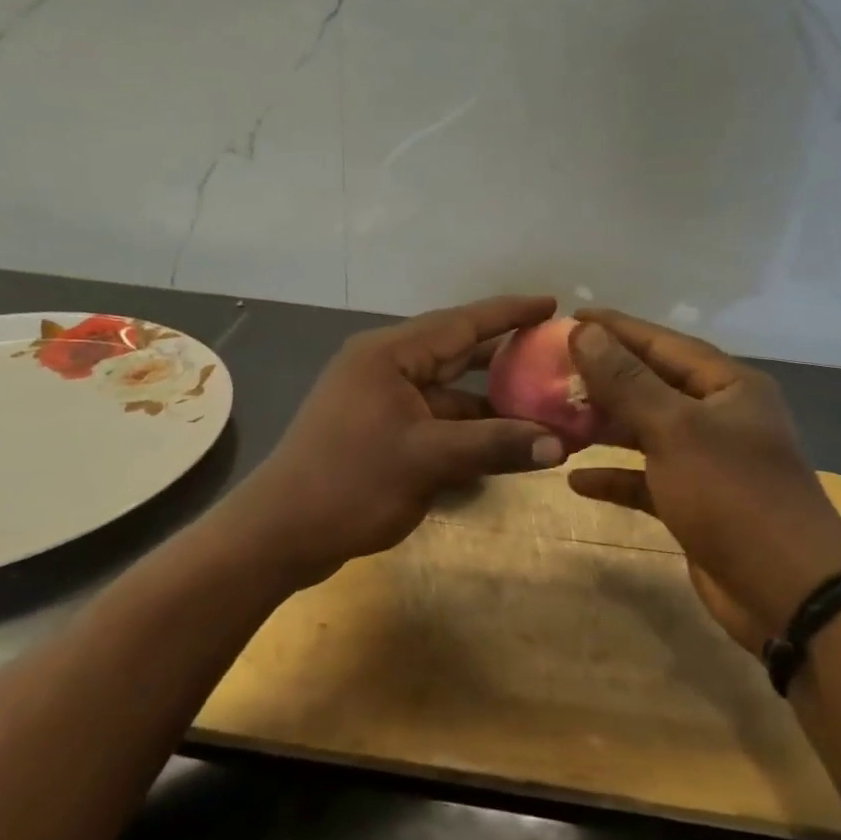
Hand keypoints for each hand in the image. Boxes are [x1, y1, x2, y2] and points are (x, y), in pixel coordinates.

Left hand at [228, 296, 567, 583]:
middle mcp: (384, 368)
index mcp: (390, 355)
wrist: (279, 534)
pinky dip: (466, 430)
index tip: (552, 304)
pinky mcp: (379, 434)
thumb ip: (495, 445)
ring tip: (542, 406)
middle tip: (555, 358)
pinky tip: (501, 443)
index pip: (461, 323)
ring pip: (447, 393)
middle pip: (456, 354)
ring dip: (489, 403)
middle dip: (505, 359)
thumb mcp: (428, 460)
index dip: (509, 313)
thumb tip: (561, 443)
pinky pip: (434, 421)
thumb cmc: (350, 483)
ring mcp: (379, 402)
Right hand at [566, 310, 840, 654]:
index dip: (616, 329)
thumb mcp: (676, 430)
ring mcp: (707, 462)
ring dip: (604, 427)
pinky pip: (646, 479)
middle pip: (652, 386)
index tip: (569, 317)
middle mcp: (720, 417)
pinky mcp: (694, 503)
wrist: (787, 593)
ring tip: (556, 417)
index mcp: (728, 387)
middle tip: (551, 369)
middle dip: (604, 378)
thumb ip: (627, 382)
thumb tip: (584, 332)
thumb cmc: (734, 496)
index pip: (663, 343)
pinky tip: (575, 478)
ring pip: (646, 432)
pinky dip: (615, 477)